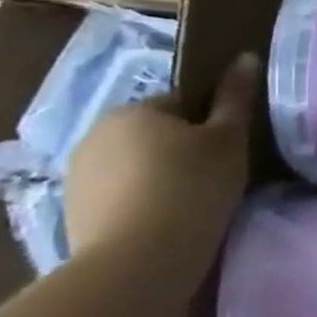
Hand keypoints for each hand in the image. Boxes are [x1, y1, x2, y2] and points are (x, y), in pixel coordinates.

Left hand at [65, 53, 259, 259]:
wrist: (139, 260)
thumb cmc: (194, 187)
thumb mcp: (229, 140)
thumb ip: (236, 98)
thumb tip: (244, 56)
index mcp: (135, 109)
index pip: (183, 103)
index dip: (212, 124)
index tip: (230, 151)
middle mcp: (96, 132)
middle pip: (155, 134)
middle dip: (181, 151)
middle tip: (216, 178)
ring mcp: (78, 174)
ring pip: (134, 166)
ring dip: (158, 178)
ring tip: (190, 206)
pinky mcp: (72, 212)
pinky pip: (118, 196)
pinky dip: (140, 204)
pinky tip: (164, 224)